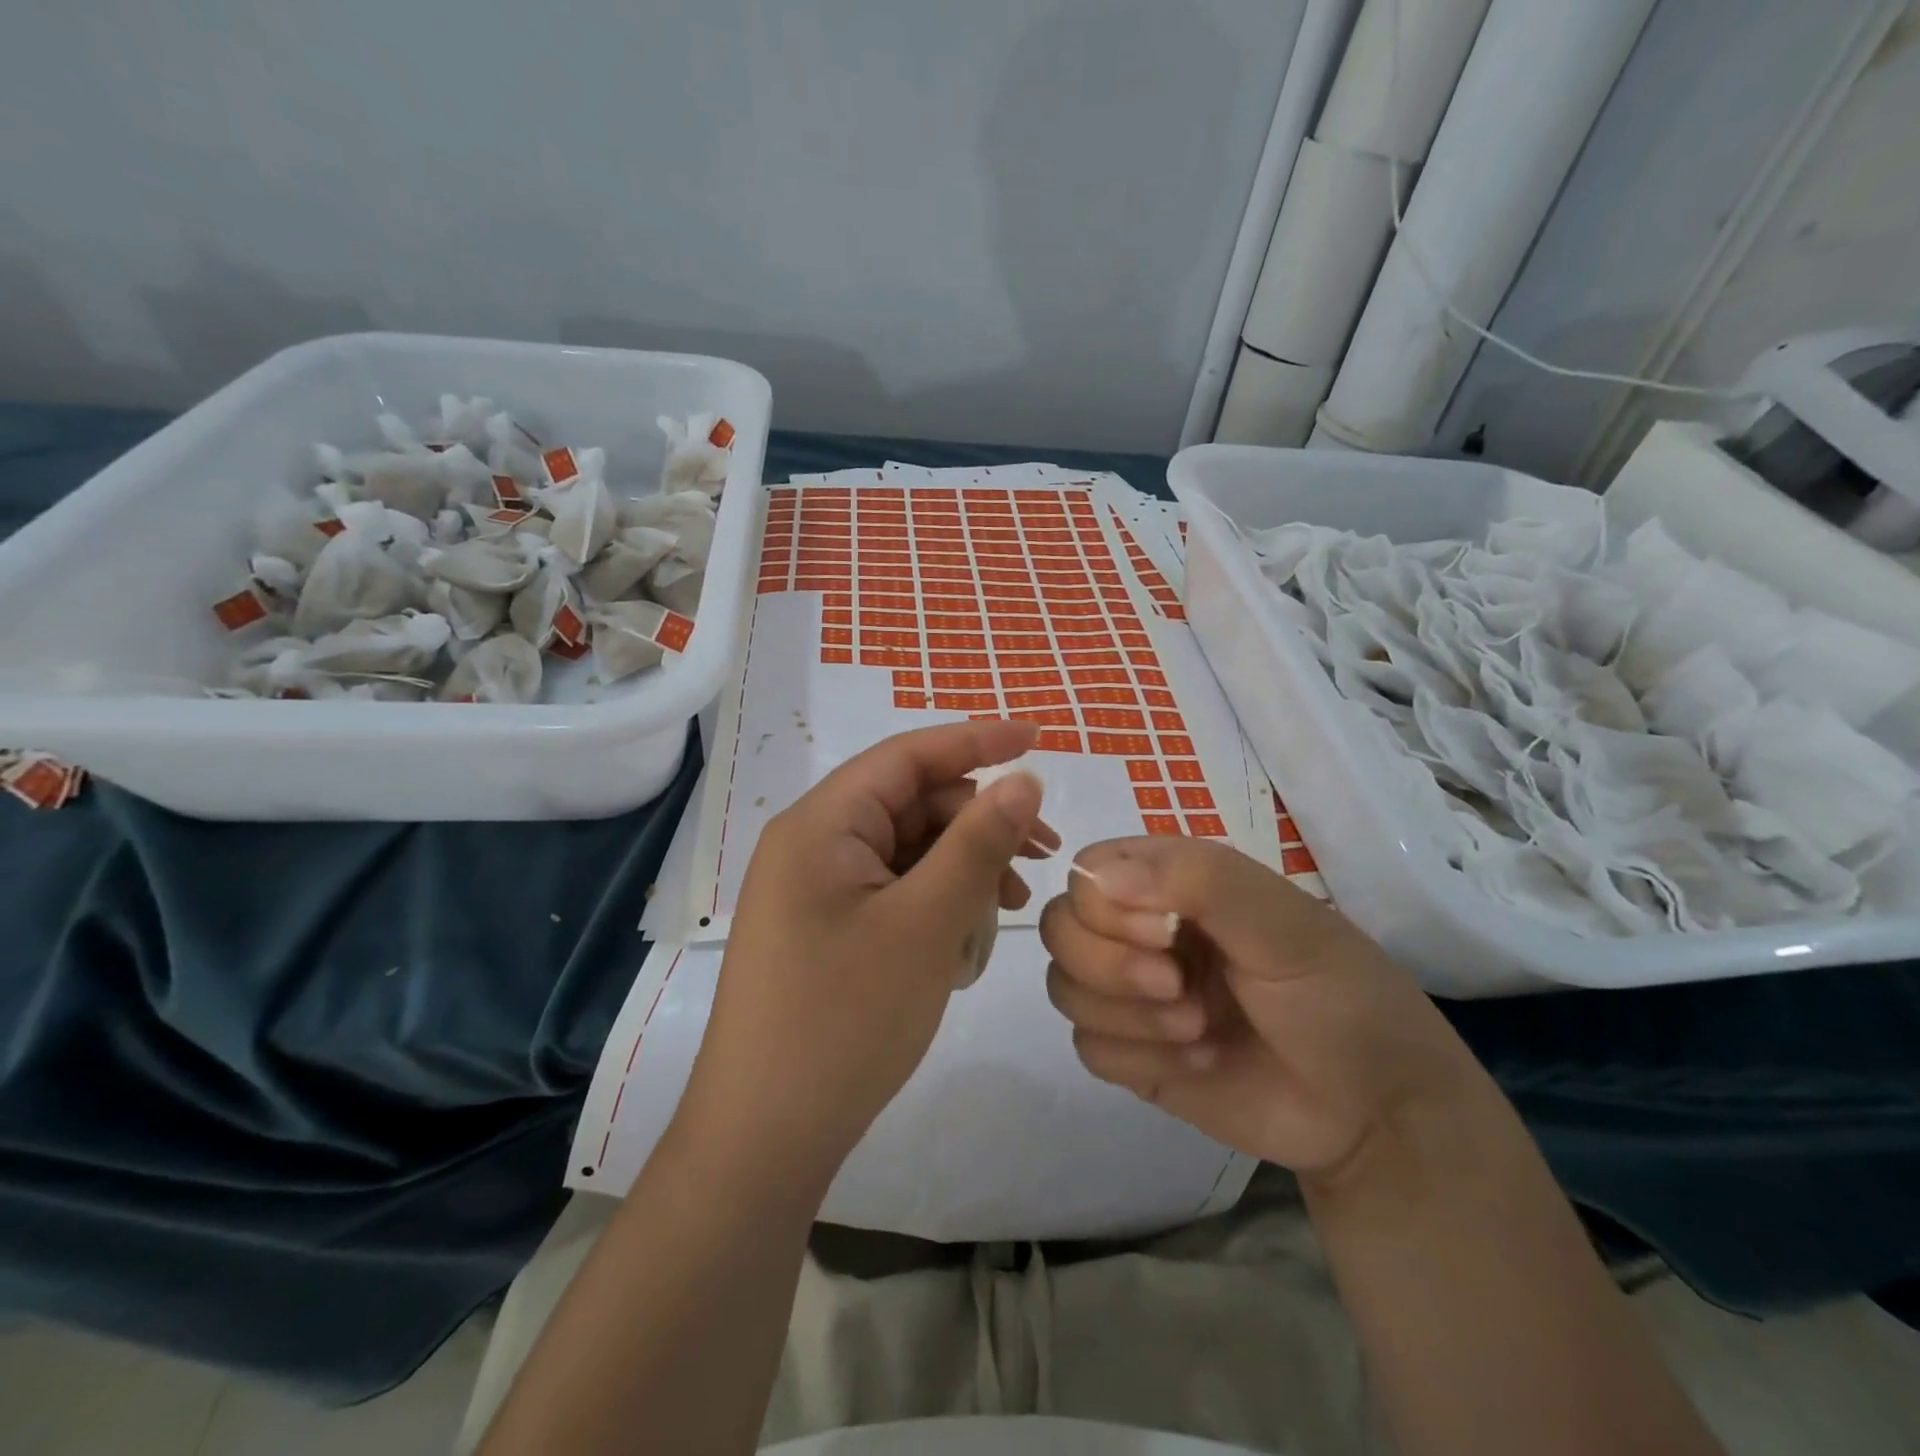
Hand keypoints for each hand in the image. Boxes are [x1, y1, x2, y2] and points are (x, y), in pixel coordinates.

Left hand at [679, 720, 1054, 1184]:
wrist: (764, 1139)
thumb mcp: (926, 924)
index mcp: (821, 824)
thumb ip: (978, 843)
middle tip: (1043, 855)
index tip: (1038, 739)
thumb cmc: (845, 1020)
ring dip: (963, 866)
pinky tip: (969, 934)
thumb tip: (1023, 779)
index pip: (906, 756)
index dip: (976, 741)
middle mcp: (812, 844)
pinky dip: (936, 900)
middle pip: (910, 804)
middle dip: (978, 821)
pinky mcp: (825, 928)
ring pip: (906, 850)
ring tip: (1013, 905)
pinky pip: (892, 890)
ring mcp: (815, 889)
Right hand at [1038, 837, 1476, 1182]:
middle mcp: (1140, 930)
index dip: (1103, 905)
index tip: (1164, 934)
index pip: (1086, 872)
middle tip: (1179, 989)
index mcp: (1171, 884)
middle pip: (1060, 929)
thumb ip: (1199, 881)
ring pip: (1064, 988)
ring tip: (1200, 1030)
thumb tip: (1094, 877)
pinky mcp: (1133, 1054)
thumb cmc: (1337, 996)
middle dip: (1109, 966)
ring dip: (1129, 1016)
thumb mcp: (1284, 923)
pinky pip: (1088, 1047)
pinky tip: (1198, 1064)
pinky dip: (1139, 1058)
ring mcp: (1133, 994)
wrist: (1375, 1112)